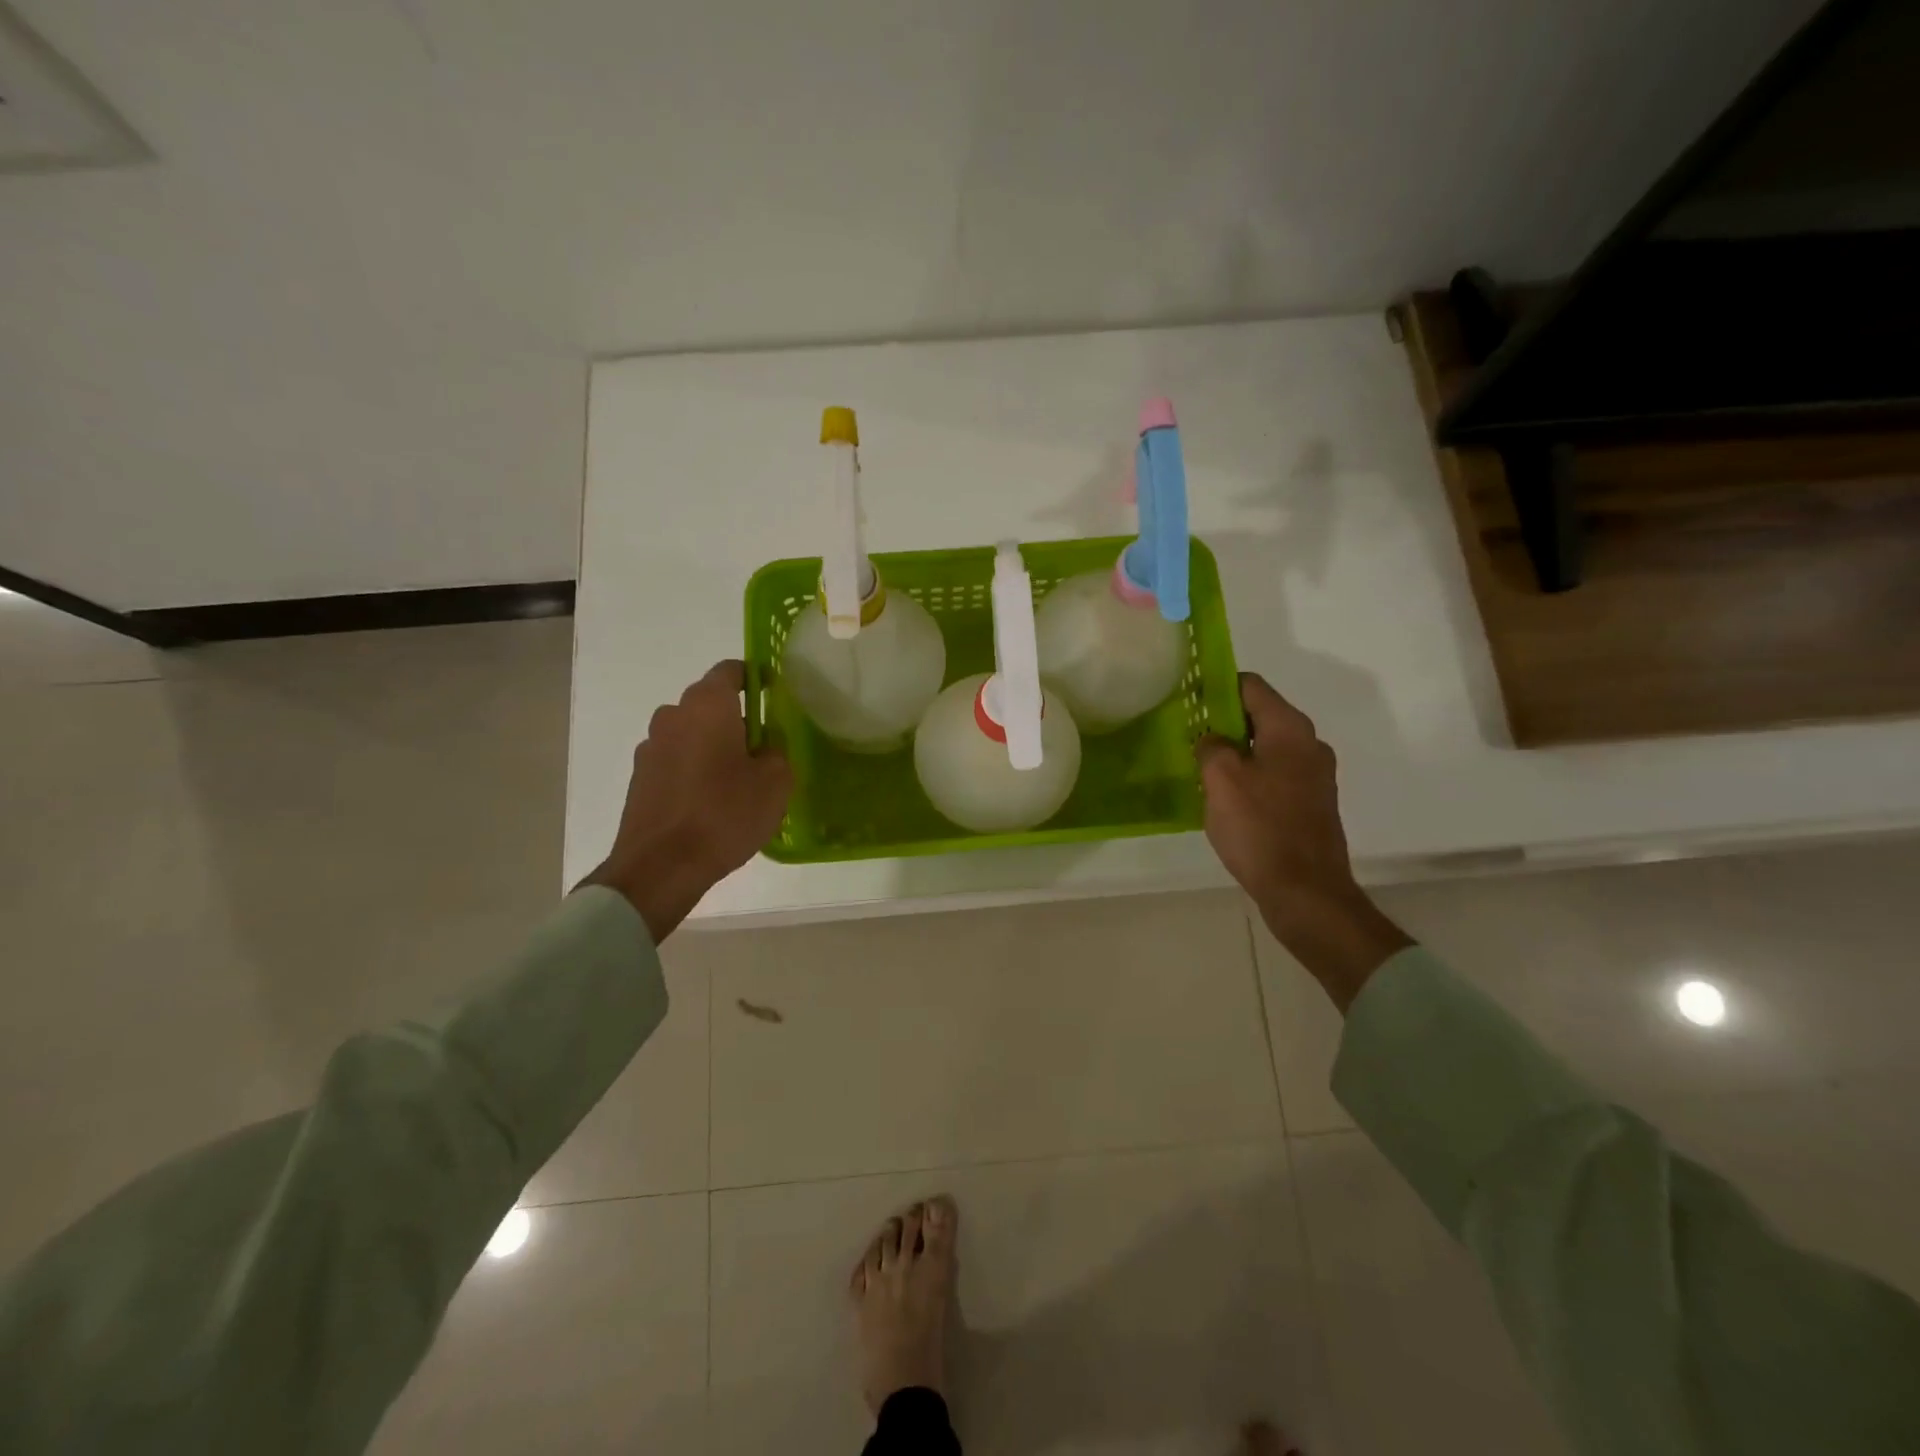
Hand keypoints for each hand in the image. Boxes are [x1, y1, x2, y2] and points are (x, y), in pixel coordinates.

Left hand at [581, 660, 791, 941]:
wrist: (660, 867)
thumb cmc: (725, 814)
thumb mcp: (776, 782)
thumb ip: (778, 751)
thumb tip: (768, 744)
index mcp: (707, 705)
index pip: (731, 670)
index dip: (756, 679)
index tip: (774, 699)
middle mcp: (673, 715)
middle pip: (710, 704)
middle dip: (736, 719)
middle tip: (763, 749)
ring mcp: (650, 747)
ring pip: (691, 733)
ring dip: (712, 746)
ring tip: (736, 781)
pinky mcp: (639, 778)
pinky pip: (675, 760)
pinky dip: (693, 770)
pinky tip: (710, 801)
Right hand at [1197, 673, 1410, 1010]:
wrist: (1305, 891)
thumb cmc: (1260, 828)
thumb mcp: (1221, 780)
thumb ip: (1211, 746)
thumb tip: (1212, 739)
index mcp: (1290, 729)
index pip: (1251, 686)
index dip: (1217, 685)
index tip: (1187, 698)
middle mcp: (1309, 745)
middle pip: (1260, 716)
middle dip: (1223, 721)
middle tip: (1188, 735)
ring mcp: (1314, 776)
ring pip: (1266, 747)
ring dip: (1235, 751)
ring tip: (1201, 767)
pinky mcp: (1311, 804)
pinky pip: (1274, 775)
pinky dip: (1250, 776)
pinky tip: (1226, 797)